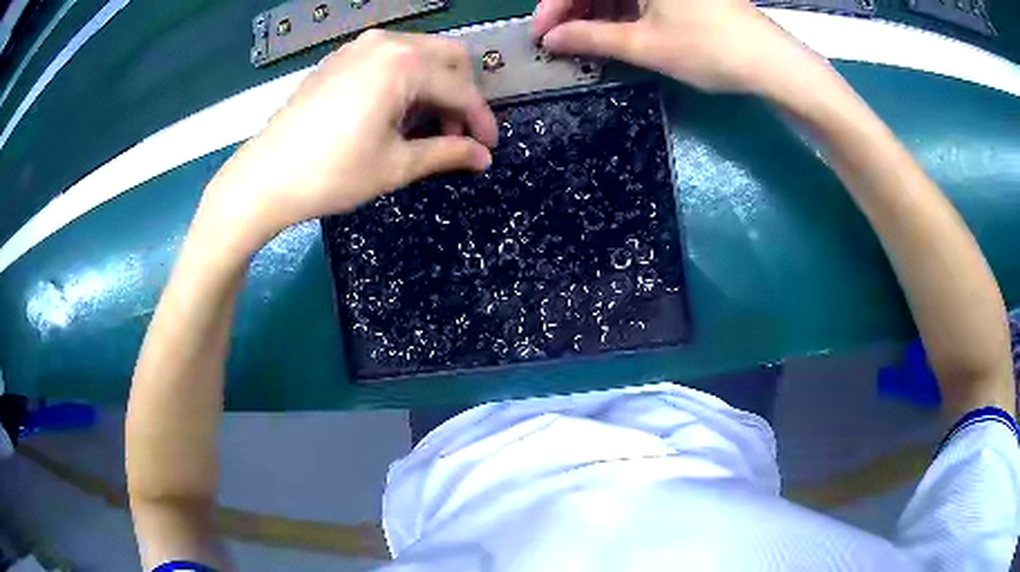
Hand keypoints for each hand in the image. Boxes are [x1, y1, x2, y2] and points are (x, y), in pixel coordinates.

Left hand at [206, 30, 498, 242]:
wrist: (263, 177)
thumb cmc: (331, 174)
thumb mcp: (395, 166)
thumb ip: (446, 154)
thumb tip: (482, 157)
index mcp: (404, 64)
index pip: (461, 88)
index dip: (481, 120)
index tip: (489, 148)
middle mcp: (386, 43)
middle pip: (448, 57)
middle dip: (461, 94)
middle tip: (456, 134)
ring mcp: (359, 47)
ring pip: (420, 54)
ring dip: (434, 86)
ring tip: (424, 127)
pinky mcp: (340, 58)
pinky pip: (390, 58)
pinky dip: (406, 80)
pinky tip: (394, 112)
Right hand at [532, 0, 822, 93]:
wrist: (772, 63)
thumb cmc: (708, 49)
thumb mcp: (645, 45)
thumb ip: (591, 37)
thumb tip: (551, 39)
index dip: (555, 5)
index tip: (540, 33)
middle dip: (573, 9)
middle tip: (559, 39)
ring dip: (597, 12)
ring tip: (584, 41)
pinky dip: (623, 12)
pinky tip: (615, 31)